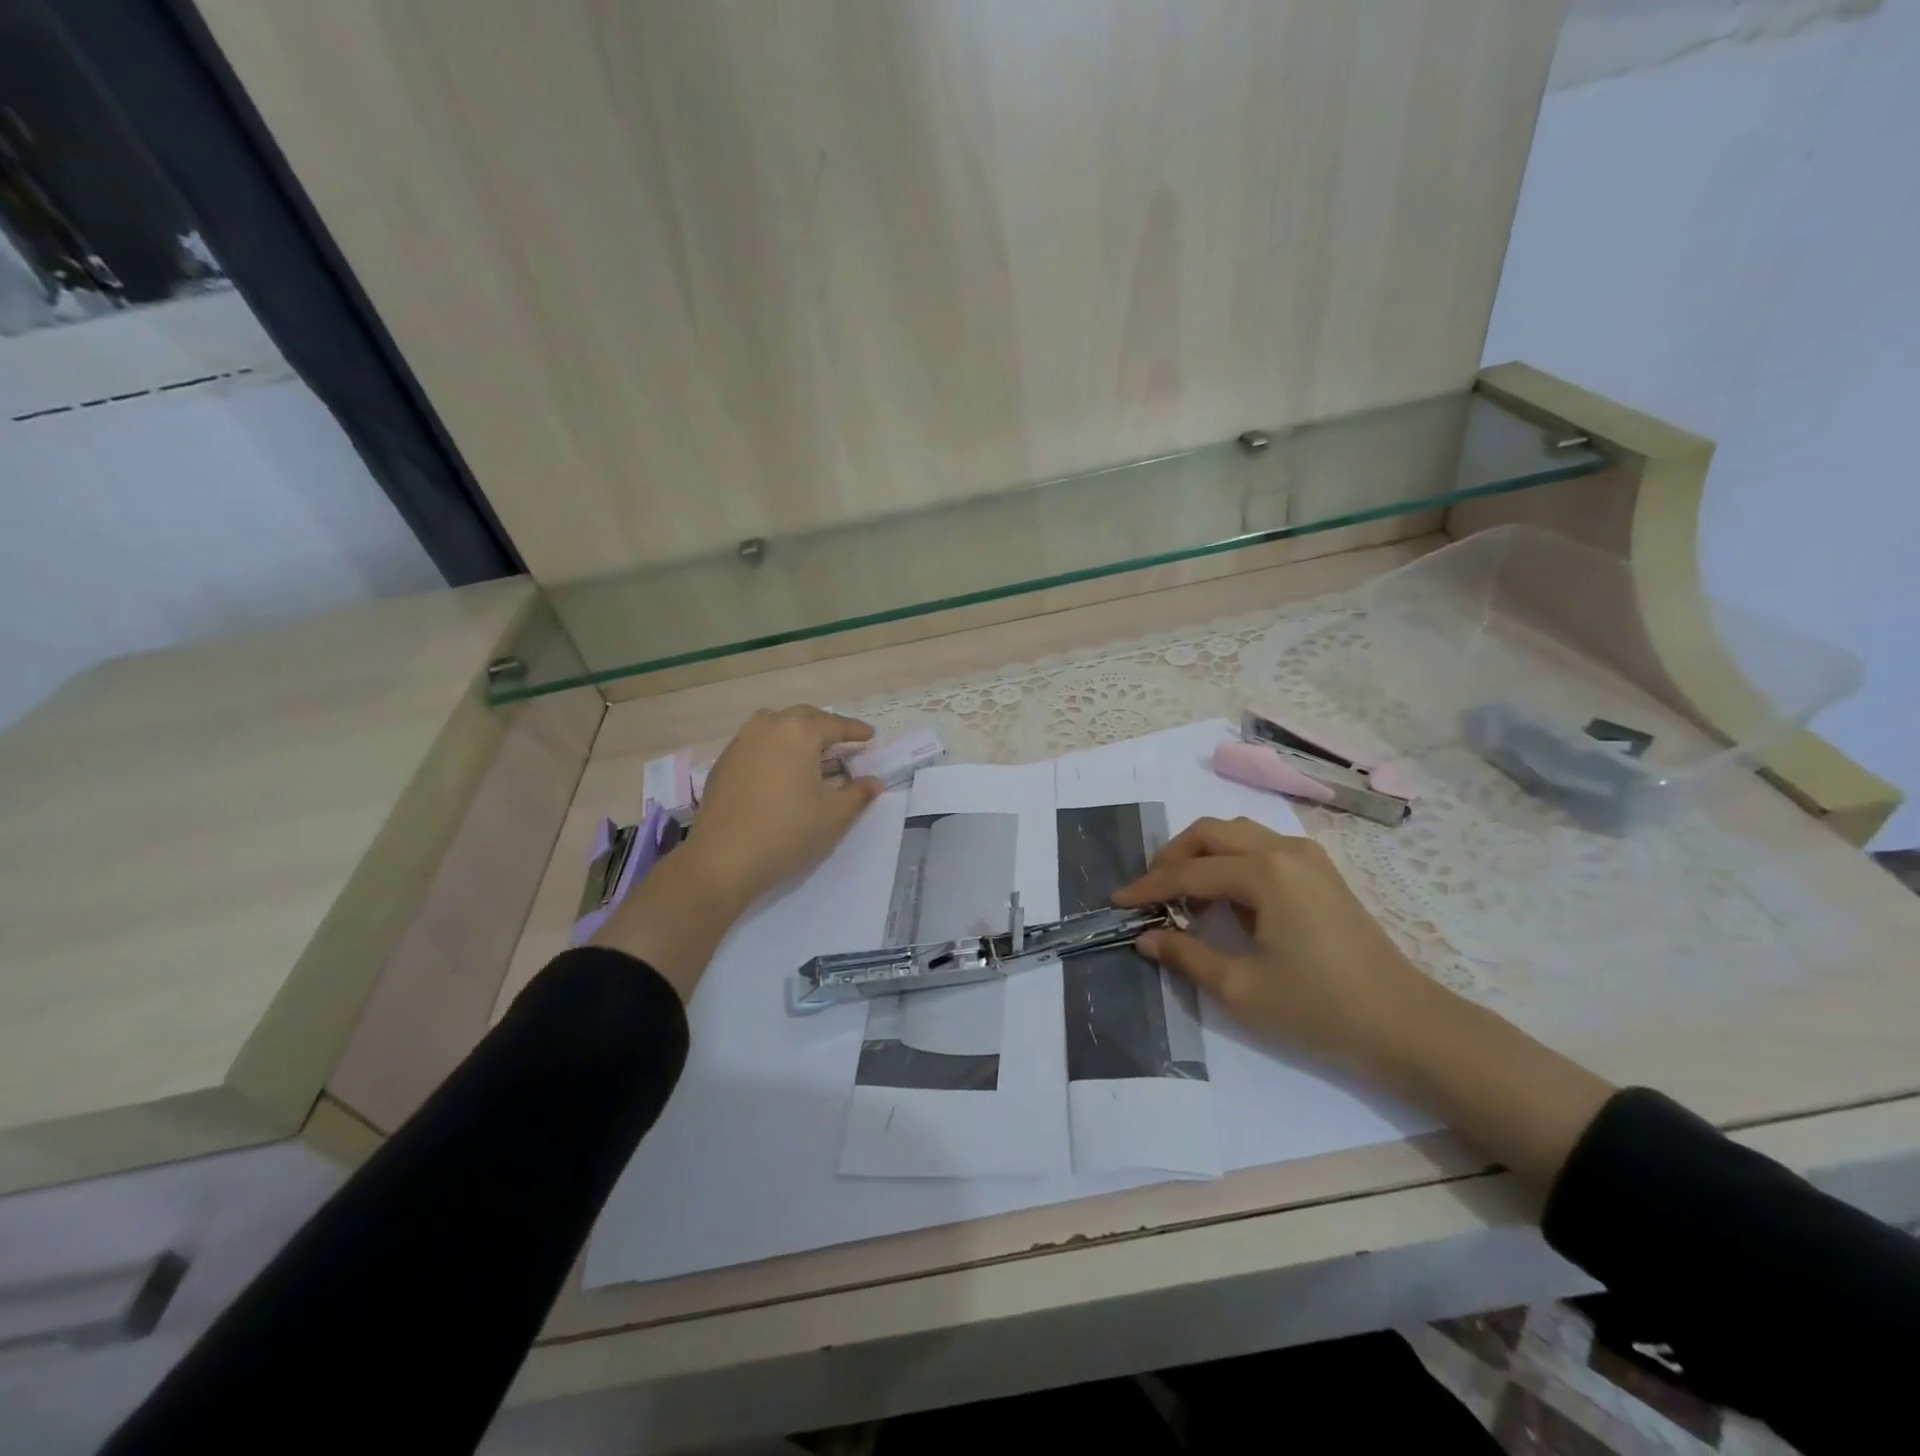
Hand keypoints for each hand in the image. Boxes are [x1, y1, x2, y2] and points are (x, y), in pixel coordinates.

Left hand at [594, 706, 881, 1000]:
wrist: (723, 859)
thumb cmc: (787, 832)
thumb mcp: (834, 815)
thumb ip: (858, 793)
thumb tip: (873, 782)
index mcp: (799, 732)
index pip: (835, 724)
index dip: (855, 730)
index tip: (870, 735)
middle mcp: (768, 726)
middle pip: (803, 717)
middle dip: (825, 726)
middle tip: (842, 741)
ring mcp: (740, 742)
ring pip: (774, 725)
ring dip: (795, 731)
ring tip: (809, 750)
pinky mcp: (723, 762)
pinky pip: (755, 742)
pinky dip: (773, 747)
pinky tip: (778, 769)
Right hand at [1112, 816, 1438, 1076]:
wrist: (1406, 1024)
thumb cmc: (1319, 1008)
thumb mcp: (1241, 988)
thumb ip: (1186, 955)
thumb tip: (1146, 937)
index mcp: (1264, 873)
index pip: (1189, 872)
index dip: (1148, 888)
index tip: (1117, 902)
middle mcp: (1284, 850)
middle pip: (1210, 833)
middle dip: (1172, 857)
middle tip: (1150, 893)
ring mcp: (1307, 857)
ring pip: (1237, 834)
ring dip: (1202, 855)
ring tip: (1184, 897)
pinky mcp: (1320, 872)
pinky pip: (1261, 847)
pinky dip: (1231, 861)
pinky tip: (1226, 899)